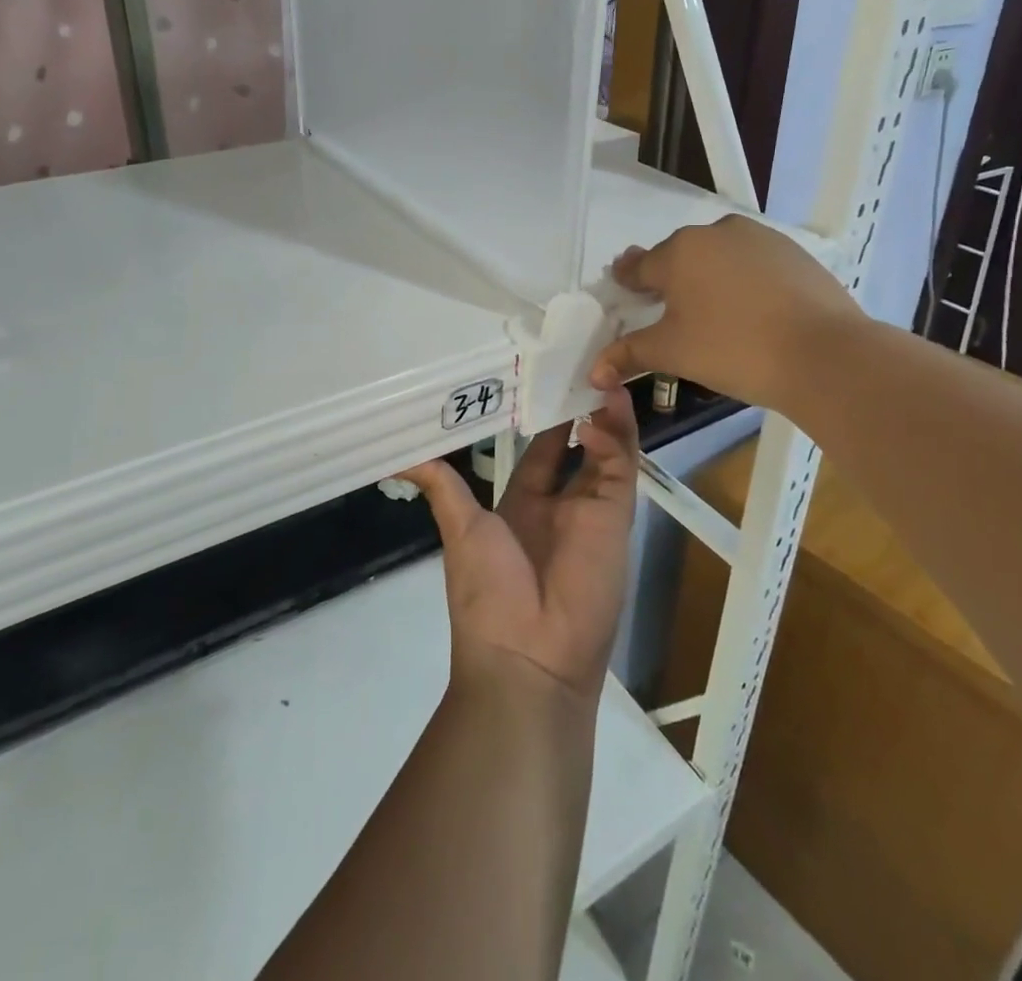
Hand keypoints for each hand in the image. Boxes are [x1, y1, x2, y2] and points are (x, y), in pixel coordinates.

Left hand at [396, 388, 639, 701]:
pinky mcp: (617, 516)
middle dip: (581, 408)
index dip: (543, 418)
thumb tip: (400, 457)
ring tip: (597, 370)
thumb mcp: (460, 529)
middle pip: (578, 444)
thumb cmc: (487, 593)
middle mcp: (561, 503)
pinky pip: (621, 467)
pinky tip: (601, 406)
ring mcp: (592, 509)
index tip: (543, 377)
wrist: (527, 658)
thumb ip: (442, 486)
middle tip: (581, 362)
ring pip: (606, 448)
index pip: (540, 450)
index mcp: (524, 505)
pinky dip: (617, 434)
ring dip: (603, 412)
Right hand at [590, 214, 862, 413]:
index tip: (624, 290)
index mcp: (679, 251)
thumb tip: (593, 372)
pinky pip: (753, 264)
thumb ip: (628, 354)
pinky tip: (752, 311)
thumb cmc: (733, 348)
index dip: (628, 281)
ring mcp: (759, 238)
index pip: (639, 266)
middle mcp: (715, 232)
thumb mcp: (672, 353)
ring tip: (714, 314)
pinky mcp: (794, 253)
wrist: (824, 355)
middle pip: (679, 257)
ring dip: (708, 278)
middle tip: (670, 312)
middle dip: (670, 280)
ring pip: (718, 257)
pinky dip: (744, 281)